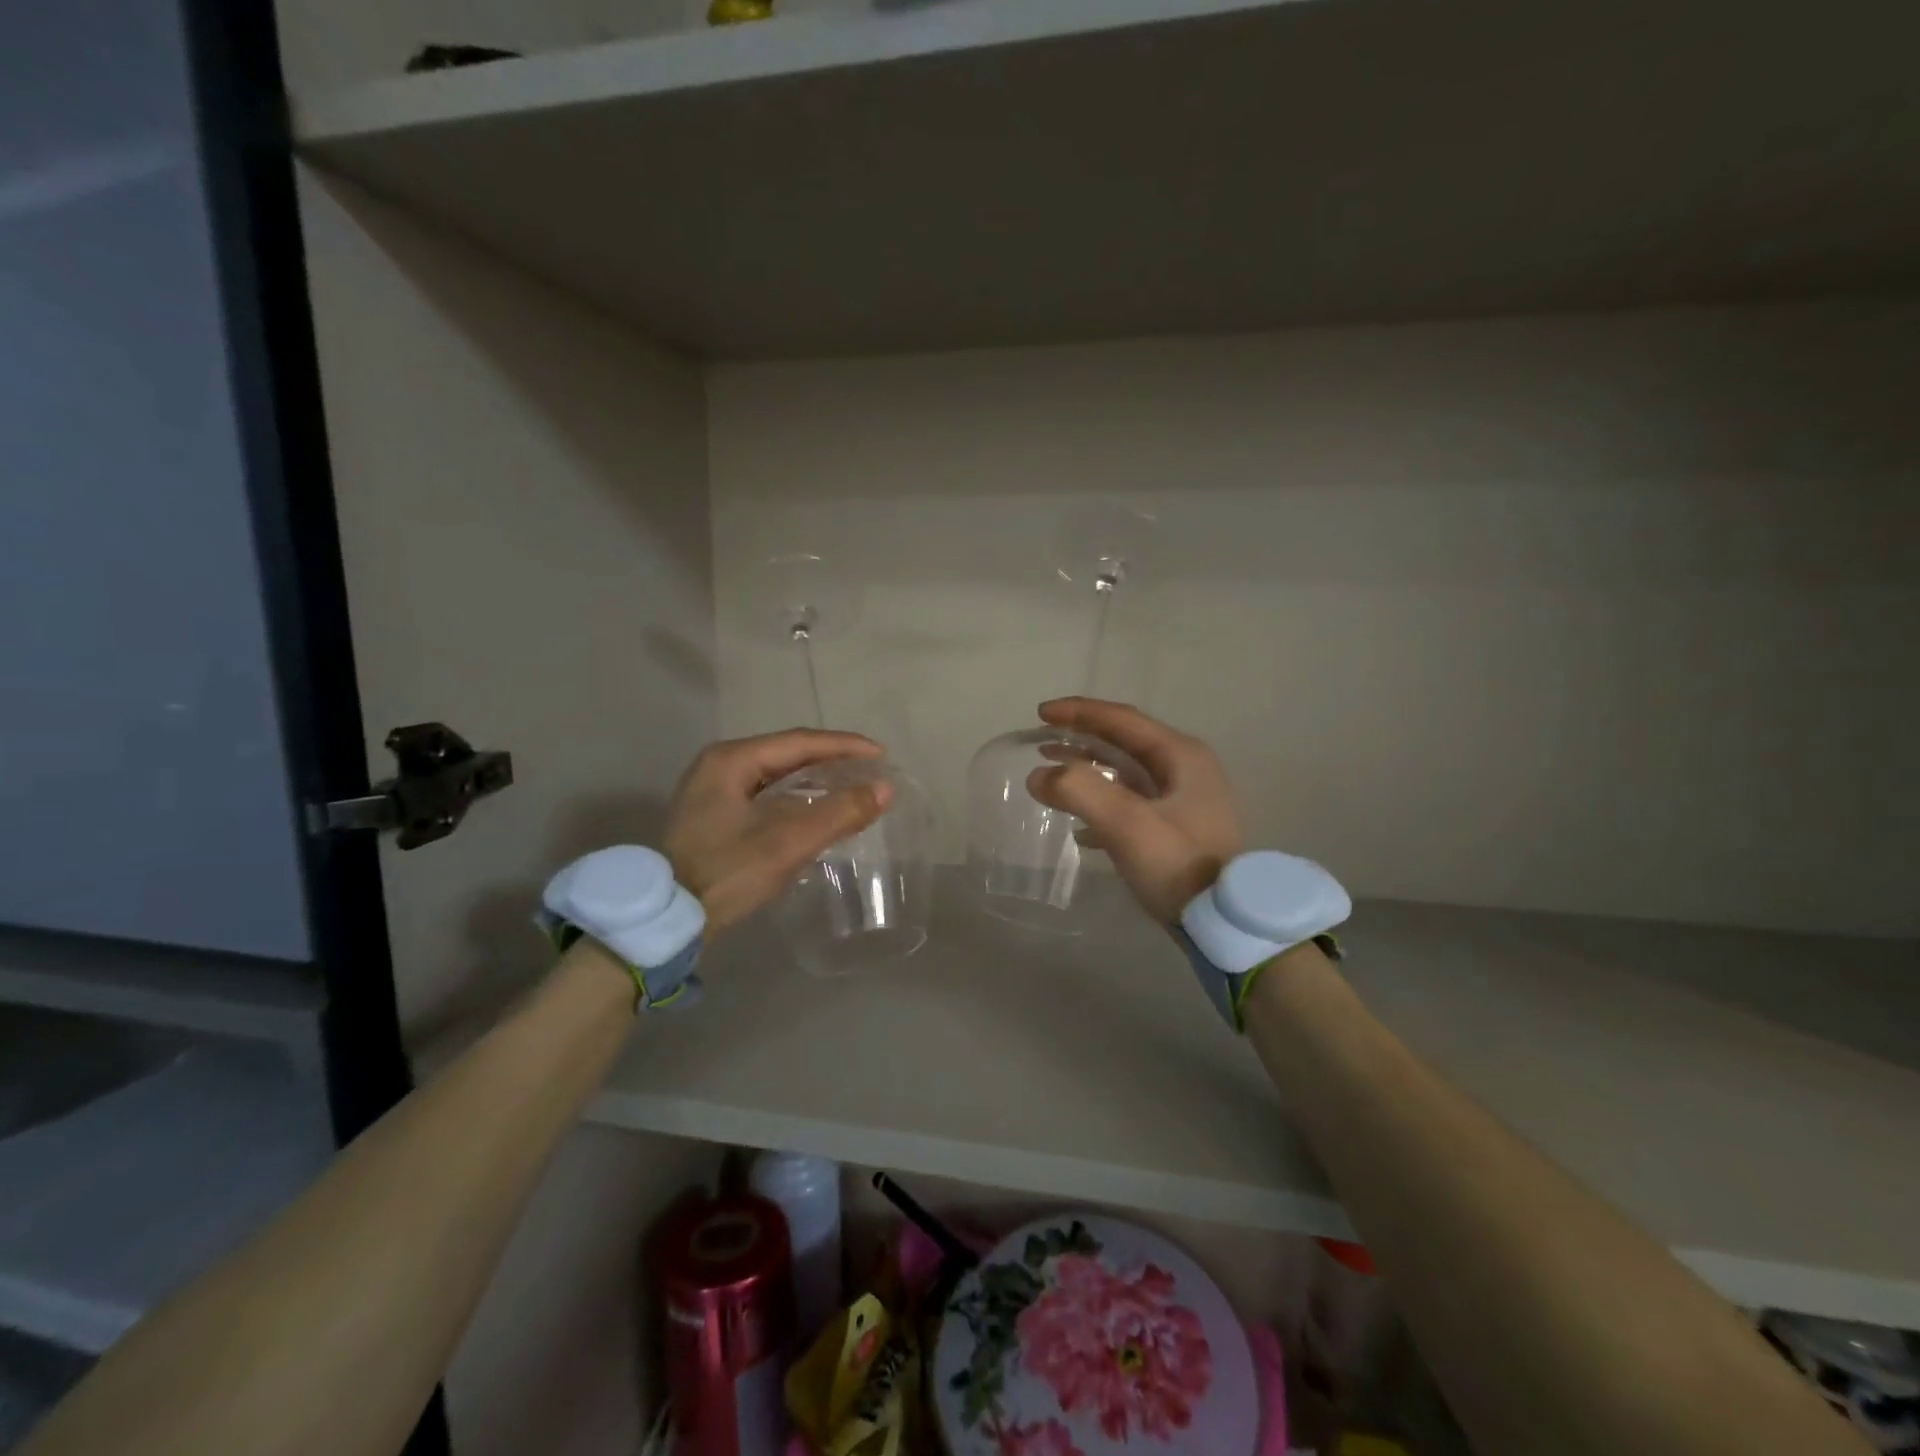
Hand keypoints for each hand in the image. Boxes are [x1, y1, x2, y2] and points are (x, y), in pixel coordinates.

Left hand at [663, 729, 890, 936]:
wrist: (666, 920)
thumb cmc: (726, 873)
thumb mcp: (787, 842)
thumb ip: (838, 813)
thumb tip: (885, 789)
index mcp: (731, 760)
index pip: (799, 741)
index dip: (844, 746)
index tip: (881, 755)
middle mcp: (720, 766)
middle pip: (787, 754)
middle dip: (831, 761)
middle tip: (869, 771)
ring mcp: (713, 791)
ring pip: (777, 775)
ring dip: (815, 781)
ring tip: (851, 788)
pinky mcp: (714, 817)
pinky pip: (766, 795)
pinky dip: (796, 799)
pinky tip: (817, 812)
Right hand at [1027, 698, 1241, 922]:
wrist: (1226, 924)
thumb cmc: (1179, 865)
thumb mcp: (1127, 824)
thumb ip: (1079, 791)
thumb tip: (1039, 775)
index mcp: (1181, 756)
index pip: (1122, 720)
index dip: (1079, 712)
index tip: (1041, 713)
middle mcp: (1186, 770)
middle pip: (1125, 741)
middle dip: (1082, 738)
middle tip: (1042, 739)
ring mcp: (1184, 800)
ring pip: (1127, 772)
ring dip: (1089, 769)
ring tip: (1053, 772)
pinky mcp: (1177, 829)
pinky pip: (1131, 803)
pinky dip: (1102, 803)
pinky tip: (1078, 827)